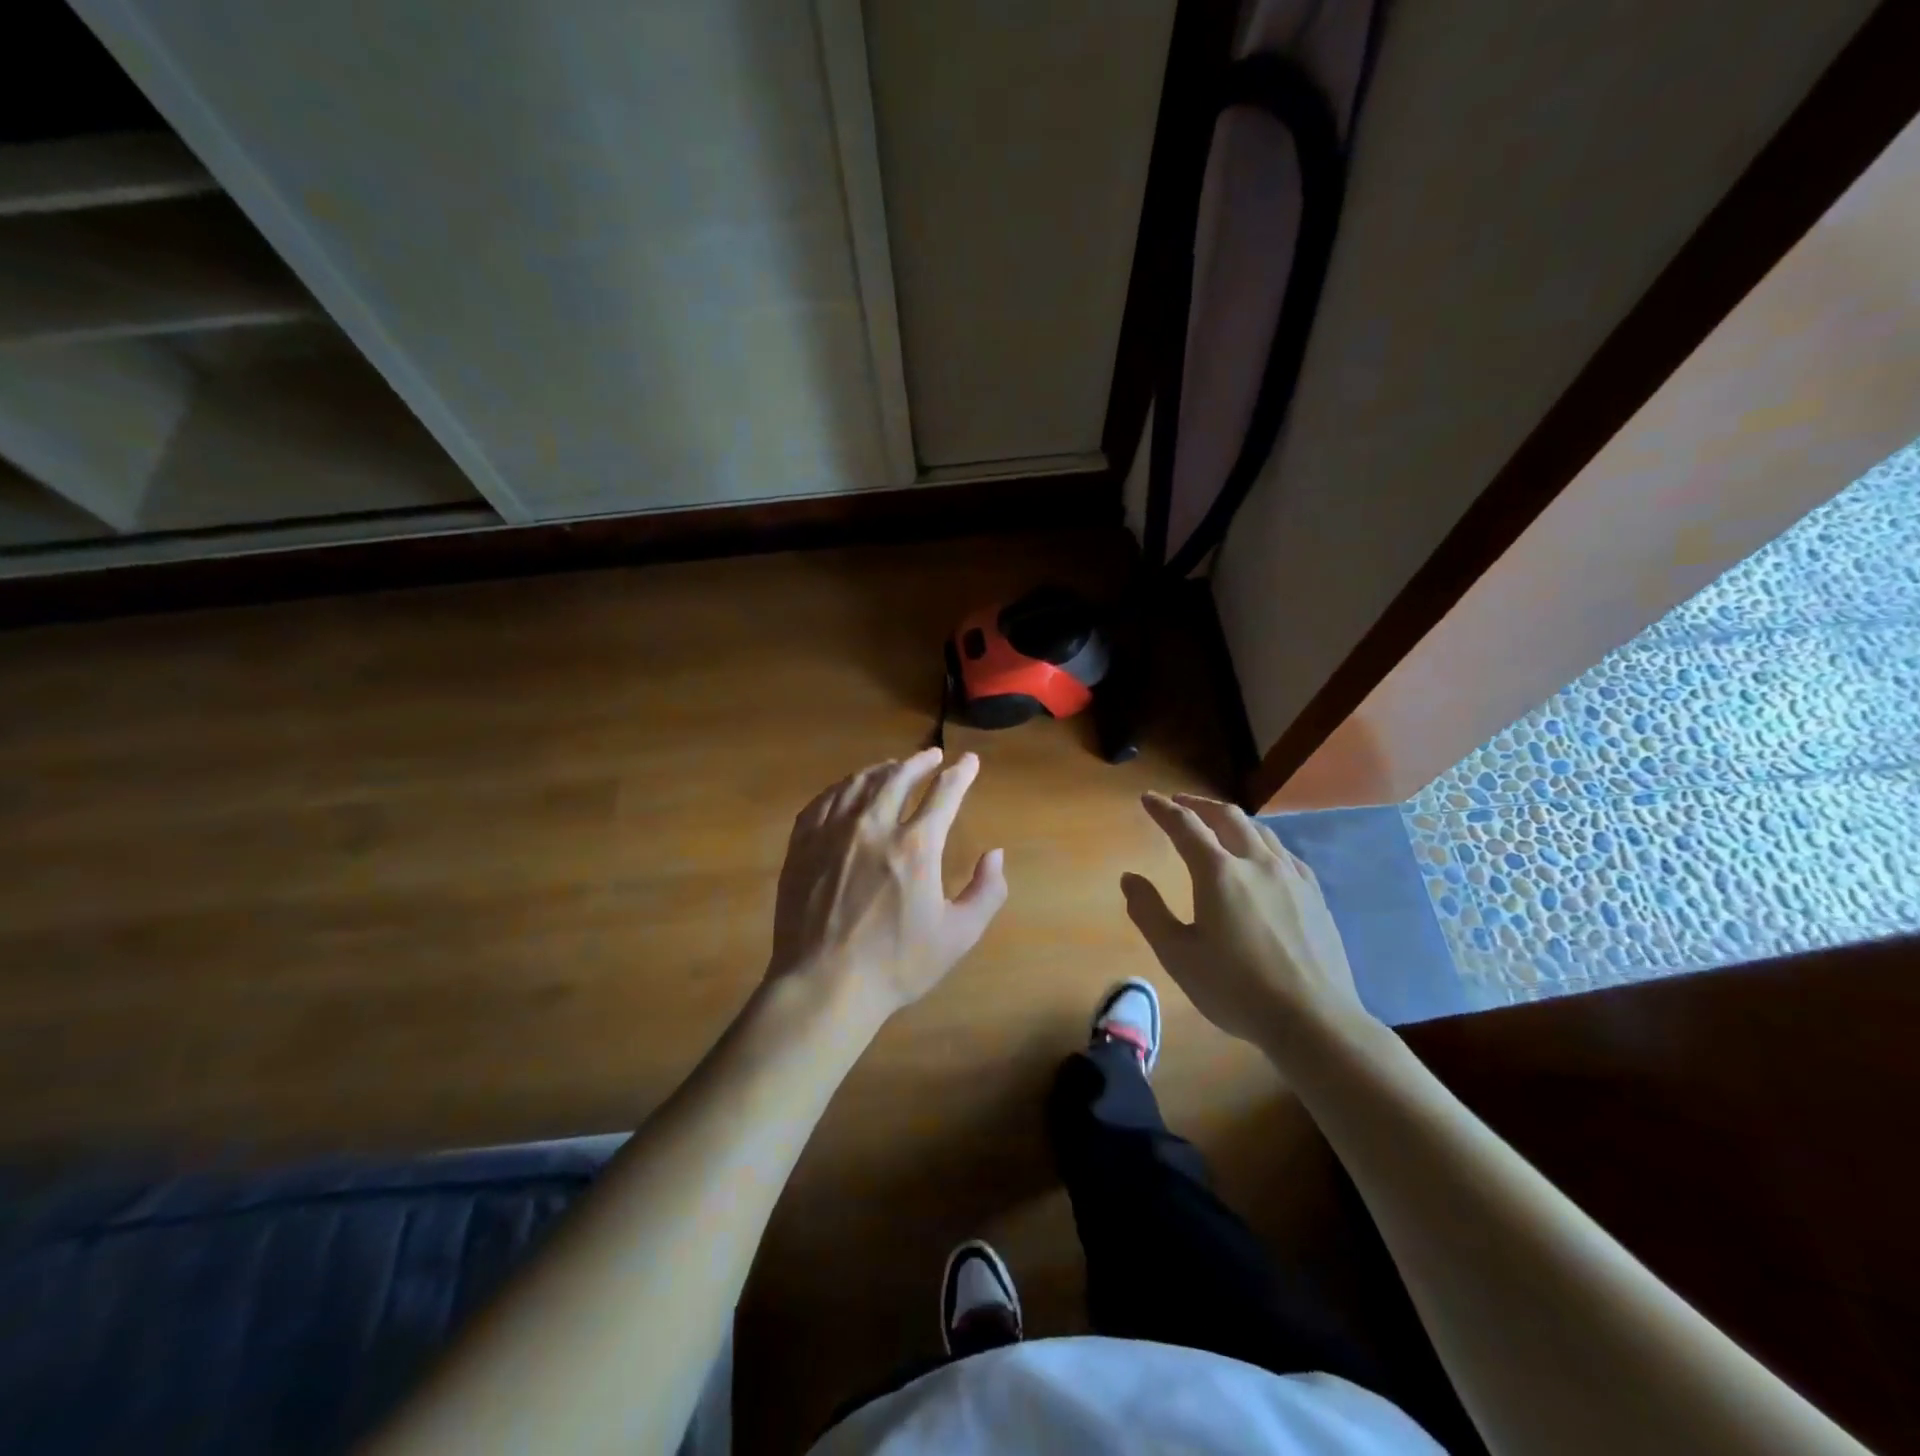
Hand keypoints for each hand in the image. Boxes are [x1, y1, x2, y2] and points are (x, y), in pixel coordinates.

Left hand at [769, 749, 1007, 1019]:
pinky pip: (823, 800)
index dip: (961, 773)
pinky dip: (842, 787)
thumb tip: (996, 855)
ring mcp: (833, 833)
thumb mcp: (958, 936)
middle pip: (898, 777)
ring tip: (892, 766)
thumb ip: (986, 892)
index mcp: (916, 846)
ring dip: (881, 769)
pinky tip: (847, 789)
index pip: (944, 793)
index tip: (970, 760)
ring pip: (859, 783)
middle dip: (920, 761)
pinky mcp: (803, 845)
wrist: (824, 985)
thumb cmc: (896, 964)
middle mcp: (874, 826)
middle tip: (931, 755)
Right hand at [1122, 792, 1371, 1053]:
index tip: (1147, 798)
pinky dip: (1261, 842)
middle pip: (1227, 817)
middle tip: (1180, 803)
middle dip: (1199, 805)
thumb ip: (1149, 912)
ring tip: (1217, 824)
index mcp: (1219, 873)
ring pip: (1260, 830)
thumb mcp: (1178, 955)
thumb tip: (1129, 878)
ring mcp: (1291, 877)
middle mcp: (1257, 863)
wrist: (1314, 1020)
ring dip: (1232, 819)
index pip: (1185, 826)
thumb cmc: (1236, 989)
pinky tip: (1262, 858)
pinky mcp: (1314, 895)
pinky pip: (1283, 853)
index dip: (1163, 809)